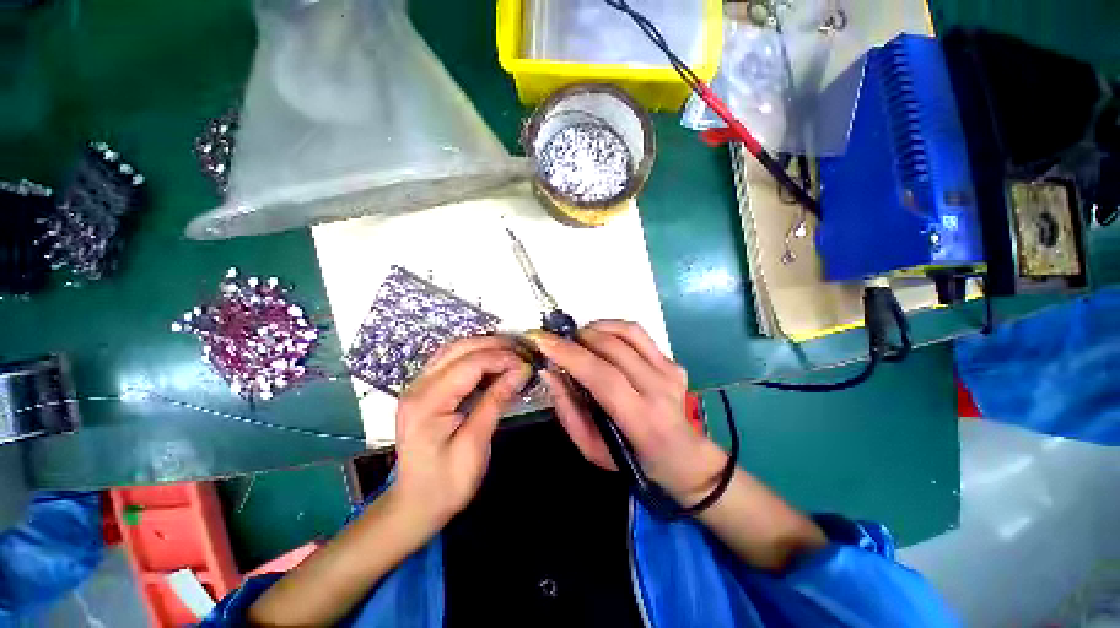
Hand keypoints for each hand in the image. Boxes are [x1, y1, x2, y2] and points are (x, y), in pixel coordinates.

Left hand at [392, 336, 531, 532]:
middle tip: (523, 352)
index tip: (527, 364)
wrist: (415, 504)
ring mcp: (418, 385)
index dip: (501, 358)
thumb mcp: (475, 445)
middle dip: (494, 345)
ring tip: (512, 354)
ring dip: (485, 347)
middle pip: (459, 348)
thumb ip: (495, 402)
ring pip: (455, 349)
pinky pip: (451, 360)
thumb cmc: (446, 483)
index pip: (469, 363)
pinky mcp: (424, 389)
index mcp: (427, 402)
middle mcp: (418, 386)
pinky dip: (475, 356)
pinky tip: (493, 363)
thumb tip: (520, 370)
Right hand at [528, 320, 727, 506]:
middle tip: (558, 342)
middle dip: (578, 338)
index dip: (570, 355)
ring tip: (578, 338)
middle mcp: (659, 390)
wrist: (682, 456)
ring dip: (595, 328)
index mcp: (641, 420)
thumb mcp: (591, 448)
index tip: (542, 340)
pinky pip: (638, 333)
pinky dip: (612, 328)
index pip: (603, 377)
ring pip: (627, 332)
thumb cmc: (632, 458)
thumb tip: (549, 371)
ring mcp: (670, 371)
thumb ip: (567, 410)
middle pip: (613, 349)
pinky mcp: (673, 361)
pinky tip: (600, 338)